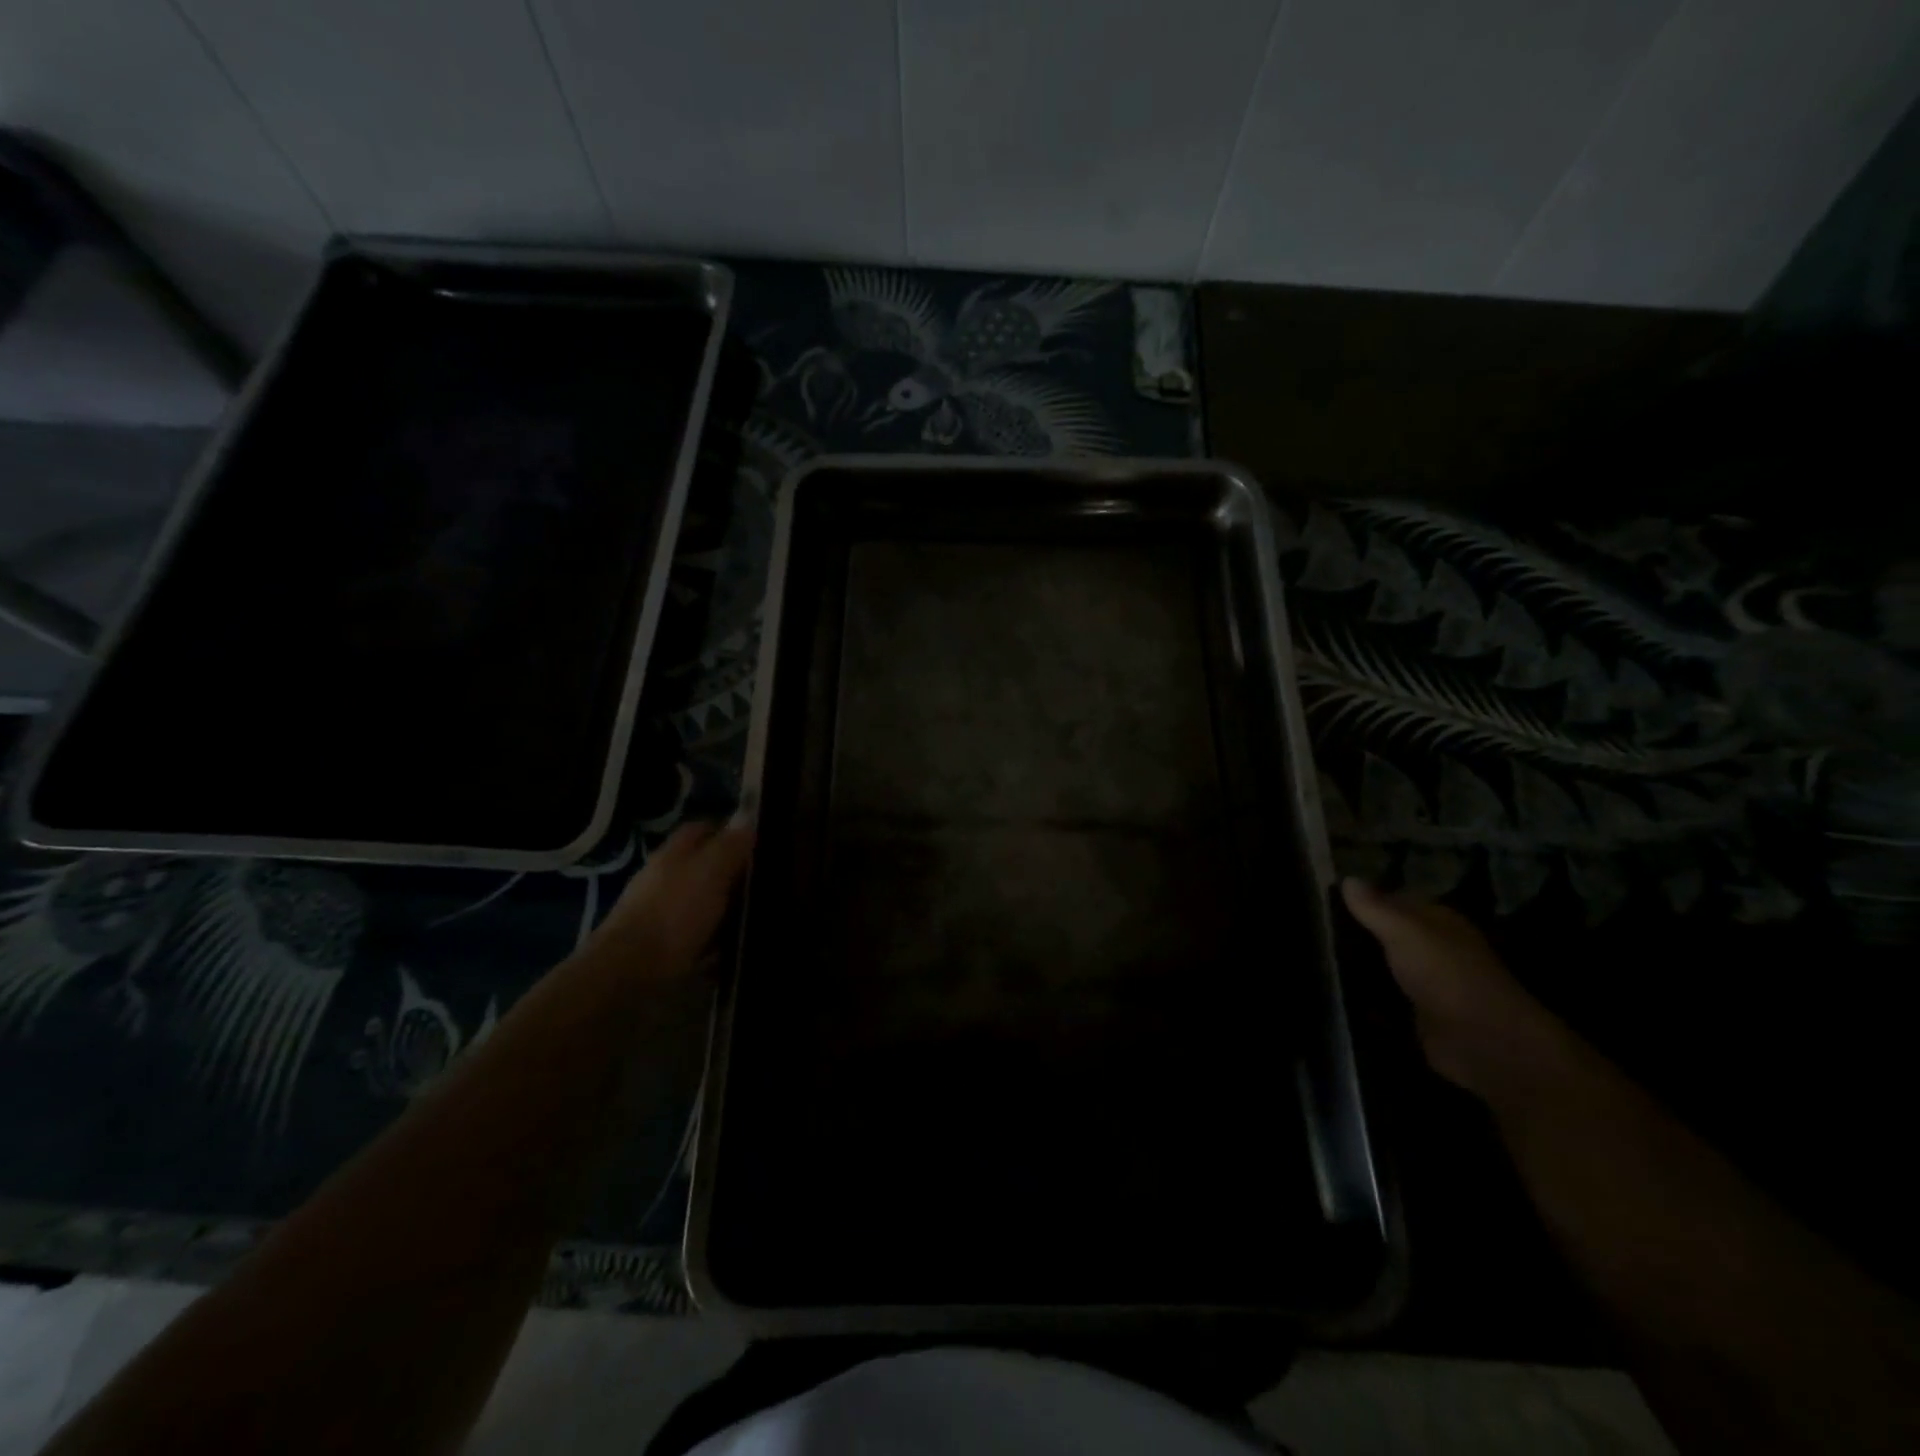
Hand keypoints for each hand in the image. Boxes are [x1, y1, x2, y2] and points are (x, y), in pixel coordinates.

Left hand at [588, 817, 755, 977]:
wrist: (631, 973)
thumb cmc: (674, 912)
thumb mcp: (711, 870)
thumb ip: (730, 844)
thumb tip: (747, 815)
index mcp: (674, 854)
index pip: (702, 829)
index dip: (729, 831)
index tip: (758, 842)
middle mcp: (665, 879)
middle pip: (703, 867)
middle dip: (732, 873)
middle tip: (766, 883)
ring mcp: (661, 914)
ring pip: (702, 903)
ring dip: (726, 909)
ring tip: (758, 918)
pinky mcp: (664, 948)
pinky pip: (699, 938)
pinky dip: (717, 941)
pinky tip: (735, 949)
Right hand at [1341, 878, 1570, 1100]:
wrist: (1482, 1041)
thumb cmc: (1445, 974)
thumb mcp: (1404, 931)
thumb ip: (1375, 907)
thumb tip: (1347, 878)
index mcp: (1440, 922)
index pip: (1398, 899)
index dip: (1366, 897)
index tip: (1325, 896)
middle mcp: (1437, 949)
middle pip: (1391, 933)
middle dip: (1359, 931)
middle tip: (1316, 926)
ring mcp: (1430, 983)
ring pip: (1387, 964)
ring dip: (1361, 963)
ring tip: (1319, 955)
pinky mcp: (1421, 1015)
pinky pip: (1387, 996)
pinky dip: (1367, 993)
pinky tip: (1337, 989)